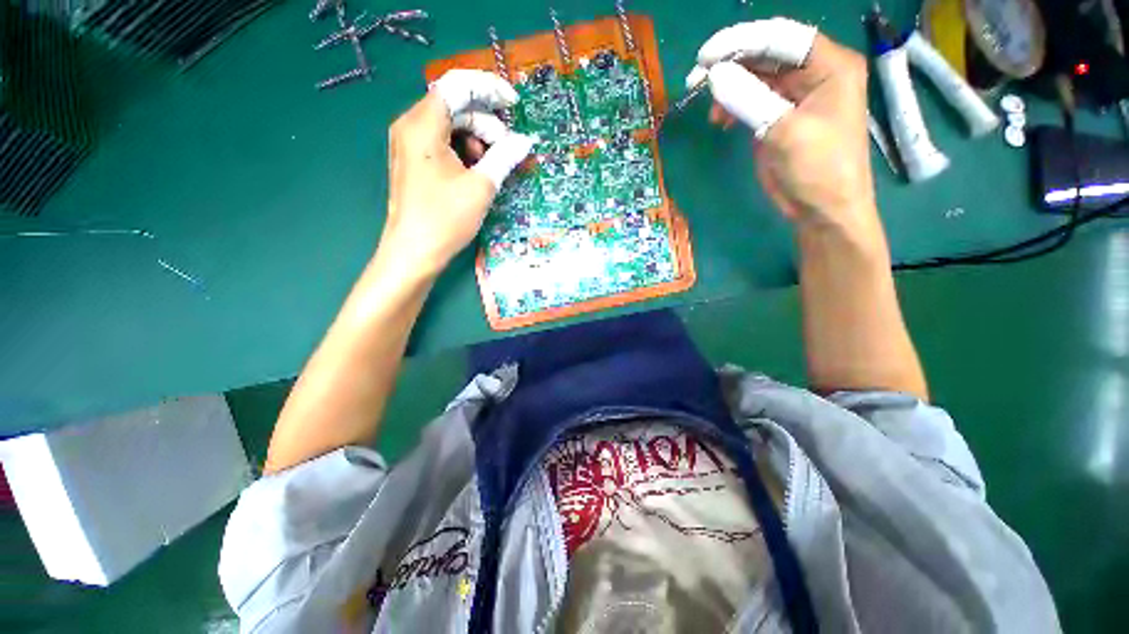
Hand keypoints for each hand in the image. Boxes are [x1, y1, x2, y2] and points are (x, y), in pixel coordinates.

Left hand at [380, 69, 535, 275]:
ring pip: (450, 125)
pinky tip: (476, 172)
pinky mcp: (414, 161)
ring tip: (491, 166)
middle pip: (455, 106)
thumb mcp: (481, 187)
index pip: (457, 86)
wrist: (413, 253)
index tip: (514, 105)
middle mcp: (411, 126)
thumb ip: (504, 157)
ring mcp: (410, 144)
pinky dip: (464, 151)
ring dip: (477, 139)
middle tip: (507, 149)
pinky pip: (443, 142)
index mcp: (423, 125)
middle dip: (486, 123)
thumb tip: (525, 142)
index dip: (489, 89)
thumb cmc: (445, 219)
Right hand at [689, 19, 878, 238]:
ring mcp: (796, 95)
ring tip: (706, 103)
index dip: (742, 41)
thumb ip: (749, 100)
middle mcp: (814, 72)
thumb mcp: (784, 132)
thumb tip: (714, 75)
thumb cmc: (817, 170)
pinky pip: (753, 99)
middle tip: (695, 78)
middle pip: (767, 54)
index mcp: (829, 65)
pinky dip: (734, 105)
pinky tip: (721, 119)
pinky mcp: (780, 116)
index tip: (705, 57)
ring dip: (729, 86)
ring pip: (757, 76)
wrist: (823, 210)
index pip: (781, 38)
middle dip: (730, 63)